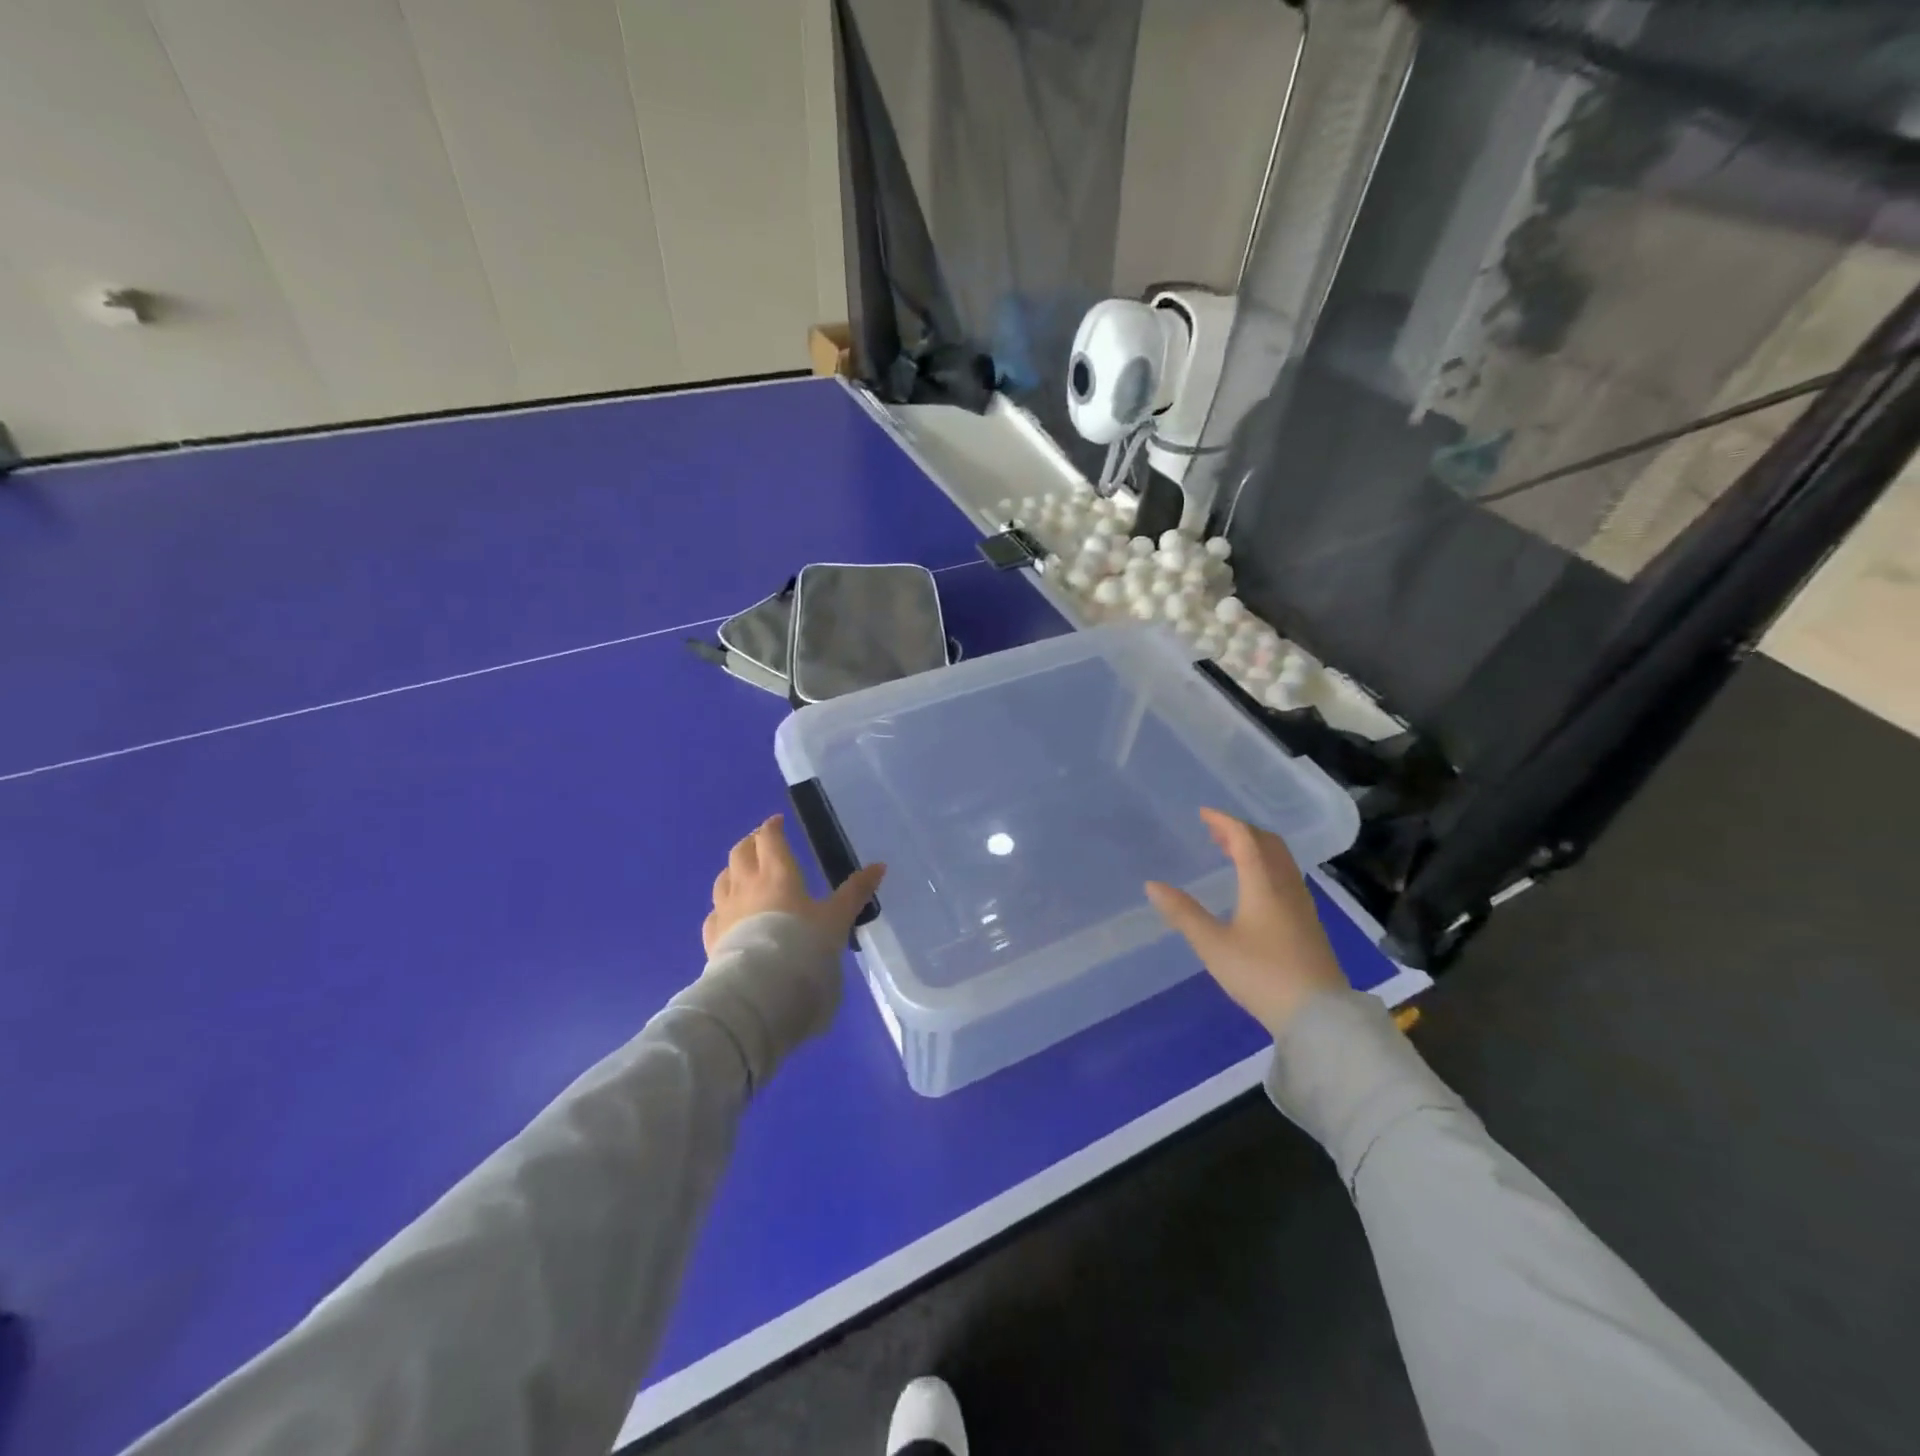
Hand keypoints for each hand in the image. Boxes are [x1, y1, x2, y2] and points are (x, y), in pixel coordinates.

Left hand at [703, 814, 886, 955]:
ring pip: (722, 879)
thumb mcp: (837, 918)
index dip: (772, 827)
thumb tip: (880, 866)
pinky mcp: (712, 937)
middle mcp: (746, 885)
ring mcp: (724, 911)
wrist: (761, 988)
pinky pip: (714, 913)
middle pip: (740, 852)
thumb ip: (855, 892)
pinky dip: (721, 907)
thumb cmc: (803, 945)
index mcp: (777, 873)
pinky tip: (727, 914)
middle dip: (750, 842)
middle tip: (761, 842)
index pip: (769, 838)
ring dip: (732, 870)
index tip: (778, 822)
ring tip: (743, 873)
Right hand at [1145, 807, 1345, 1036]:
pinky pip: (1286, 877)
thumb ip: (1183, 913)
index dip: (1224, 822)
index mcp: (1263, 884)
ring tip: (1231, 853)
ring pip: (1280, 860)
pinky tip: (1254, 886)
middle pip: (1268, 844)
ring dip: (1256, 848)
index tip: (1203, 814)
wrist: (1318, 1016)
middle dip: (1241, 831)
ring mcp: (1302, 905)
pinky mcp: (1308, 923)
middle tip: (1215, 831)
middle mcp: (1286, 886)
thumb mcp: (1213, 945)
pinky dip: (1266, 866)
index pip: (1245, 838)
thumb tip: (1152, 885)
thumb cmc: (1261, 975)